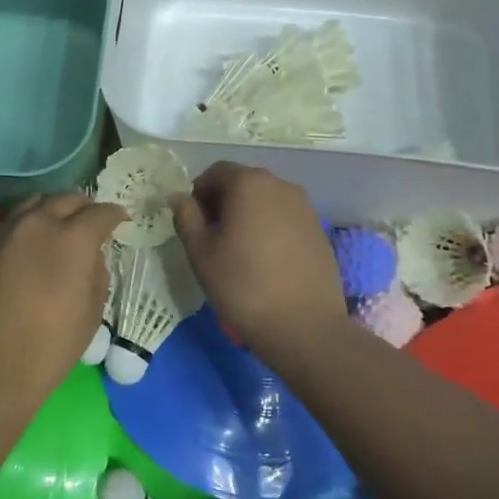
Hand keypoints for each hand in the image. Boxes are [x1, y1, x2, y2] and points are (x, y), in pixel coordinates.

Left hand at [0, 193, 124, 420]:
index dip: (114, 215)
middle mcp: (37, 223)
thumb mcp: (91, 314)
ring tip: (57, 228)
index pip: (100, 213)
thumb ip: (97, 274)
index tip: (120, 219)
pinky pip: (10, 223)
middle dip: (83, 207)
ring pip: (33, 204)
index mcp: (72, 238)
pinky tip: (28, 247)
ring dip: (51, 211)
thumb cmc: (49, 348)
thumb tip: (91, 256)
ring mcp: (4, 231)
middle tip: (90, 222)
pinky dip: (26, 226)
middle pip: (65, 199)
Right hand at [171, 163, 343, 351]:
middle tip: (212, 237)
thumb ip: (186, 217)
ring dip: (247, 215)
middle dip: (223, 202)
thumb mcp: (201, 252)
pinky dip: (270, 228)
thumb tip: (179, 196)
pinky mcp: (318, 229)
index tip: (194, 223)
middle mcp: (280, 185)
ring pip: (265, 200)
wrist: (304, 326)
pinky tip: (265, 260)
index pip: (215, 172)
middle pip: (242, 183)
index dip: (199, 193)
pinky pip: (284, 218)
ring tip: (239, 251)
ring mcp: (304, 207)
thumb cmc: (243, 285)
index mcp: (249, 183)